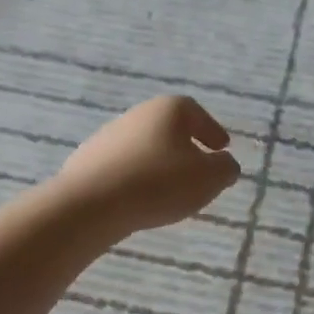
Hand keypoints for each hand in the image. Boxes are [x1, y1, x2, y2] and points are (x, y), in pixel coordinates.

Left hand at [59, 96, 241, 235]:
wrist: (91, 203)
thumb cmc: (159, 183)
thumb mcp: (209, 178)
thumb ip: (225, 168)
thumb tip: (225, 163)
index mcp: (168, 109)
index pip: (197, 113)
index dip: (212, 130)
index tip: (222, 147)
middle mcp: (137, 114)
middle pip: (168, 128)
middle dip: (186, 147)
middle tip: (199, 169)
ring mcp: (108, 136)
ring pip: (145, 147)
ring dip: (160, 163)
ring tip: (170, 190)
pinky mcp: (88, 161)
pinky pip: (123, 167)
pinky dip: (137, 177)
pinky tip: (141, 198)